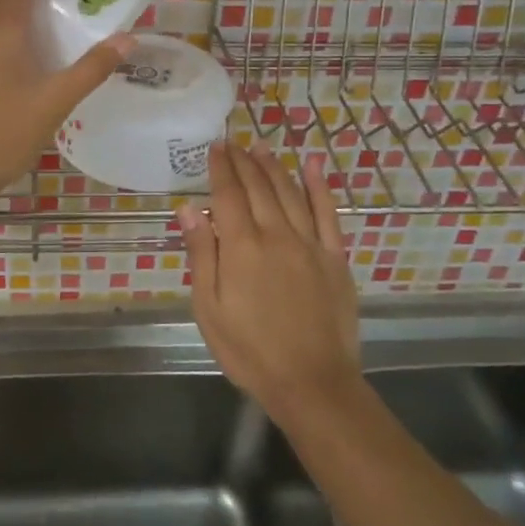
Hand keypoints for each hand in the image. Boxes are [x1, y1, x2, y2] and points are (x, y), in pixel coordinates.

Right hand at [179, 143, 360, 425]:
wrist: (312, 382)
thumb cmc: (250, 350)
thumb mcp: (209, 308)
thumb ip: (201, 254)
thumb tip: (189, 209)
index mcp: (242, 247)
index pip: (227, 195)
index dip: (220, 168)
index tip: (214, 147)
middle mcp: (276, 235)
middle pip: (258, 188)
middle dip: (243, 161)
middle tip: (233, 142)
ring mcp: (310, 244)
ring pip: (290, 193)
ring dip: (274, 167)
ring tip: (261, 148)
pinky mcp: (335, 257)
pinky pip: (328, 213)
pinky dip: (319, 186)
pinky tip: (312, 166)